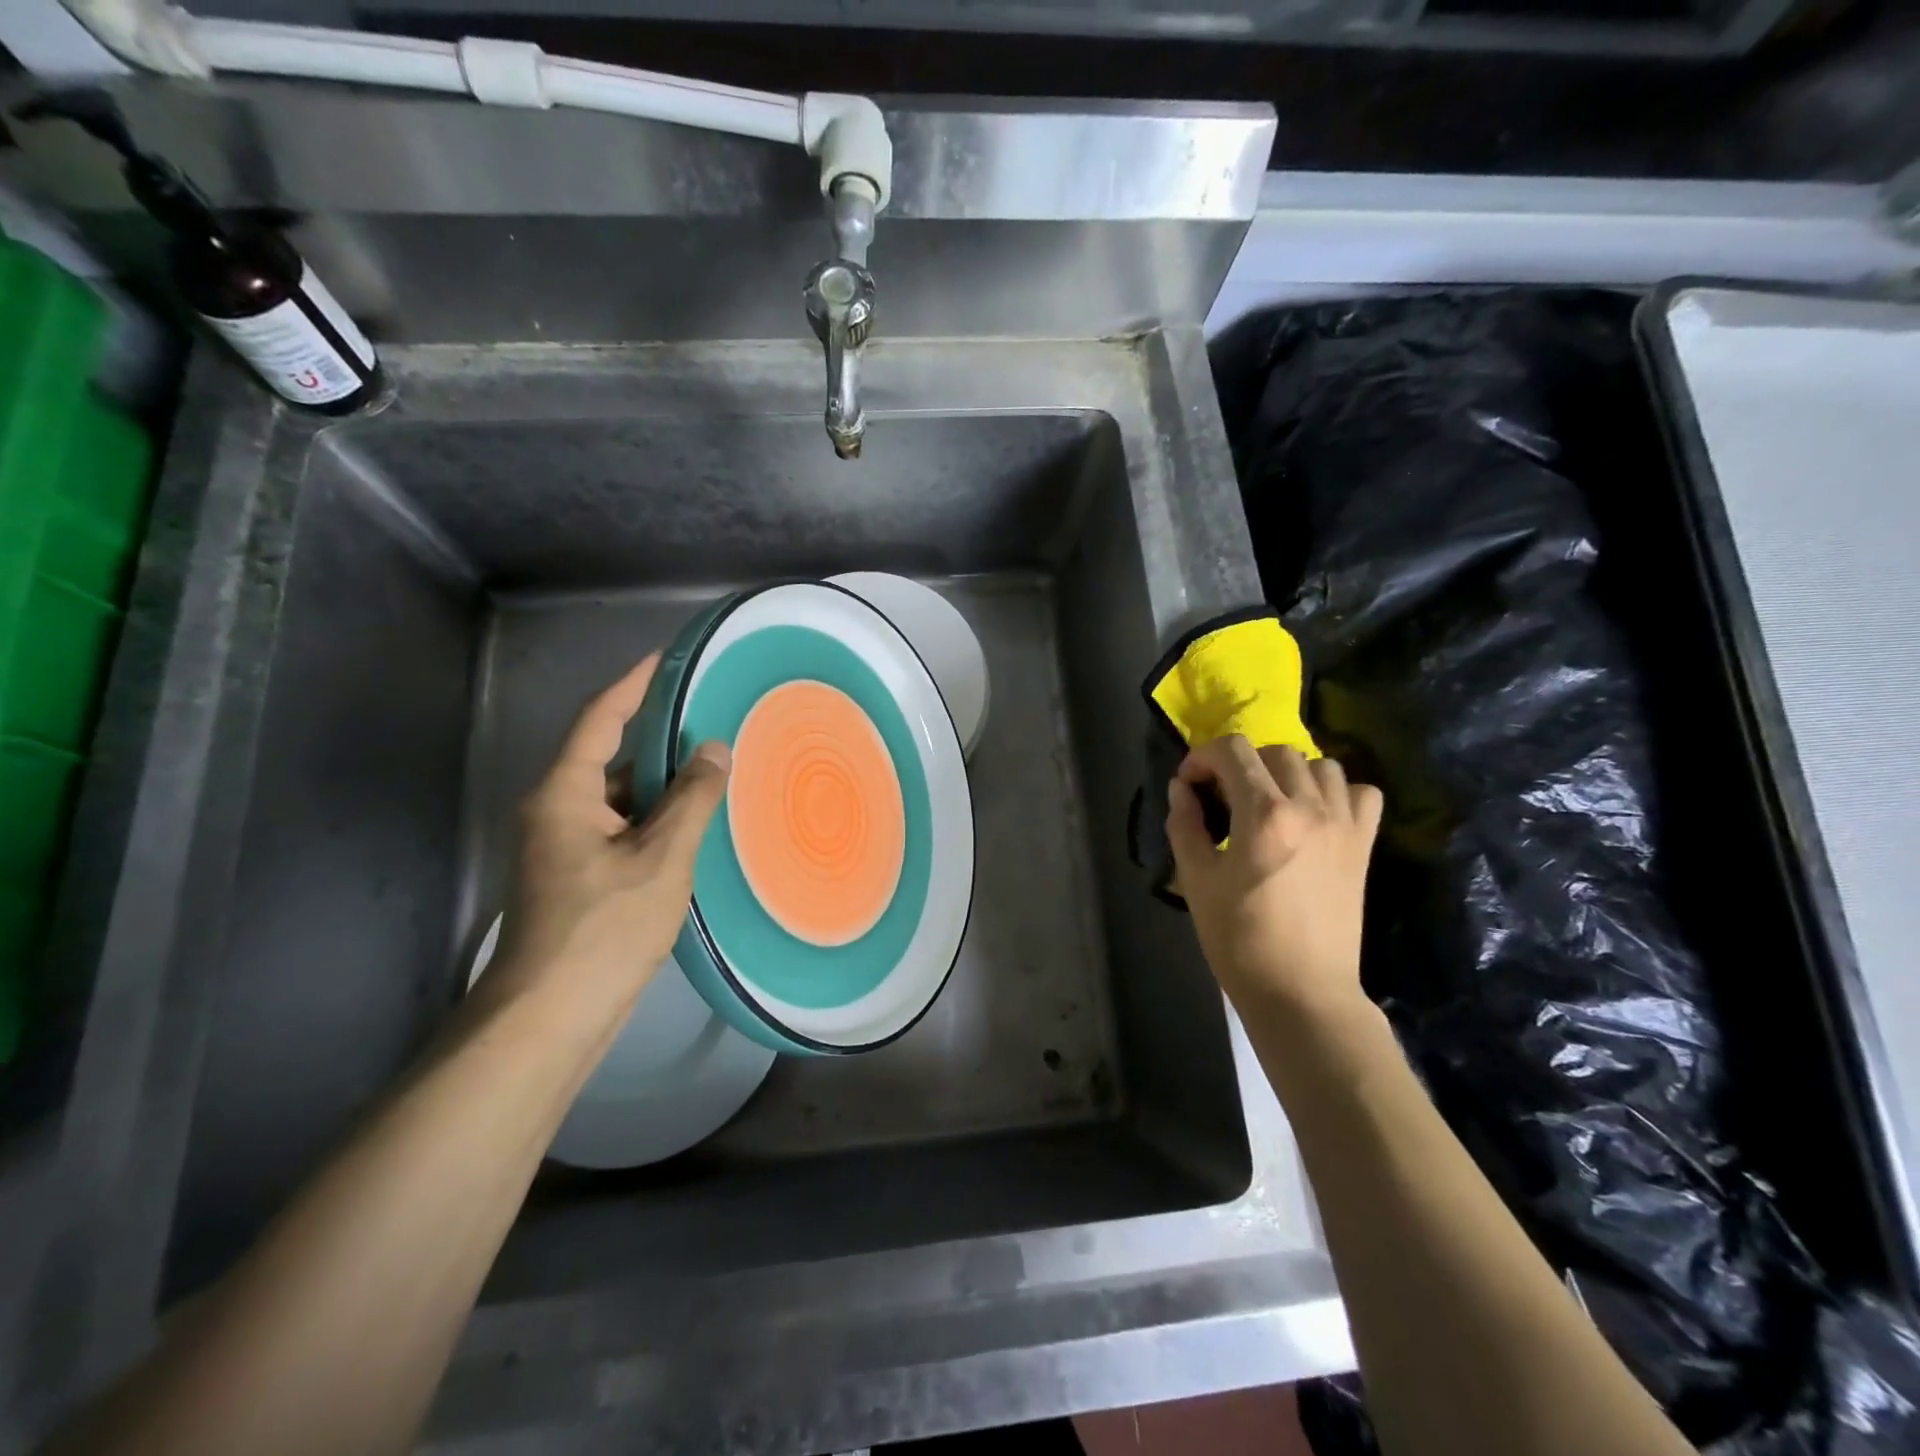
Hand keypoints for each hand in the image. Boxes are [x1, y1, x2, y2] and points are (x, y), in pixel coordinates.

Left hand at [489, 655, 730, 1023]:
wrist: (548, 1018)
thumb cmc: (602, 929)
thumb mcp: (660, 859)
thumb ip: (691, 799)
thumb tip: (716, 748)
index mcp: (564, 793)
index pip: (600, 719)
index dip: (633, 685)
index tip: (666, 659)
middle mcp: (556, 811)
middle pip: (609, 756)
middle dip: (657, 737)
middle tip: (710, 717)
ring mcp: (563, 847)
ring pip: (618, 798)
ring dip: (660, 783)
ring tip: (714, 768)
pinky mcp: (576, 878)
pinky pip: (621, 829)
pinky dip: (655, 819)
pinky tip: (694, 824)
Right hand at [1166, 736, 1382, 1022]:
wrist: (1301, 991)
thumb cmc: (1239, 939)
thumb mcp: (1196, 880)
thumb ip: (1185, 825)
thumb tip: (1181, 789)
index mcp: (1263, 814)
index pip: (1233, 751)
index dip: (1202, 758)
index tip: (1189, 784)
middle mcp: (1309, 807)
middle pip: (1275, 751)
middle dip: (1240, 764)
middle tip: (1222, 795)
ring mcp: (1343, 824)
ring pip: (1319, 765)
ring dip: (1287, 772)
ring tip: (1268, 801)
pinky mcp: (1363, 845)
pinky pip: (1360, 793)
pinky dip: (1336, 791)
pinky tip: (1314, 814)